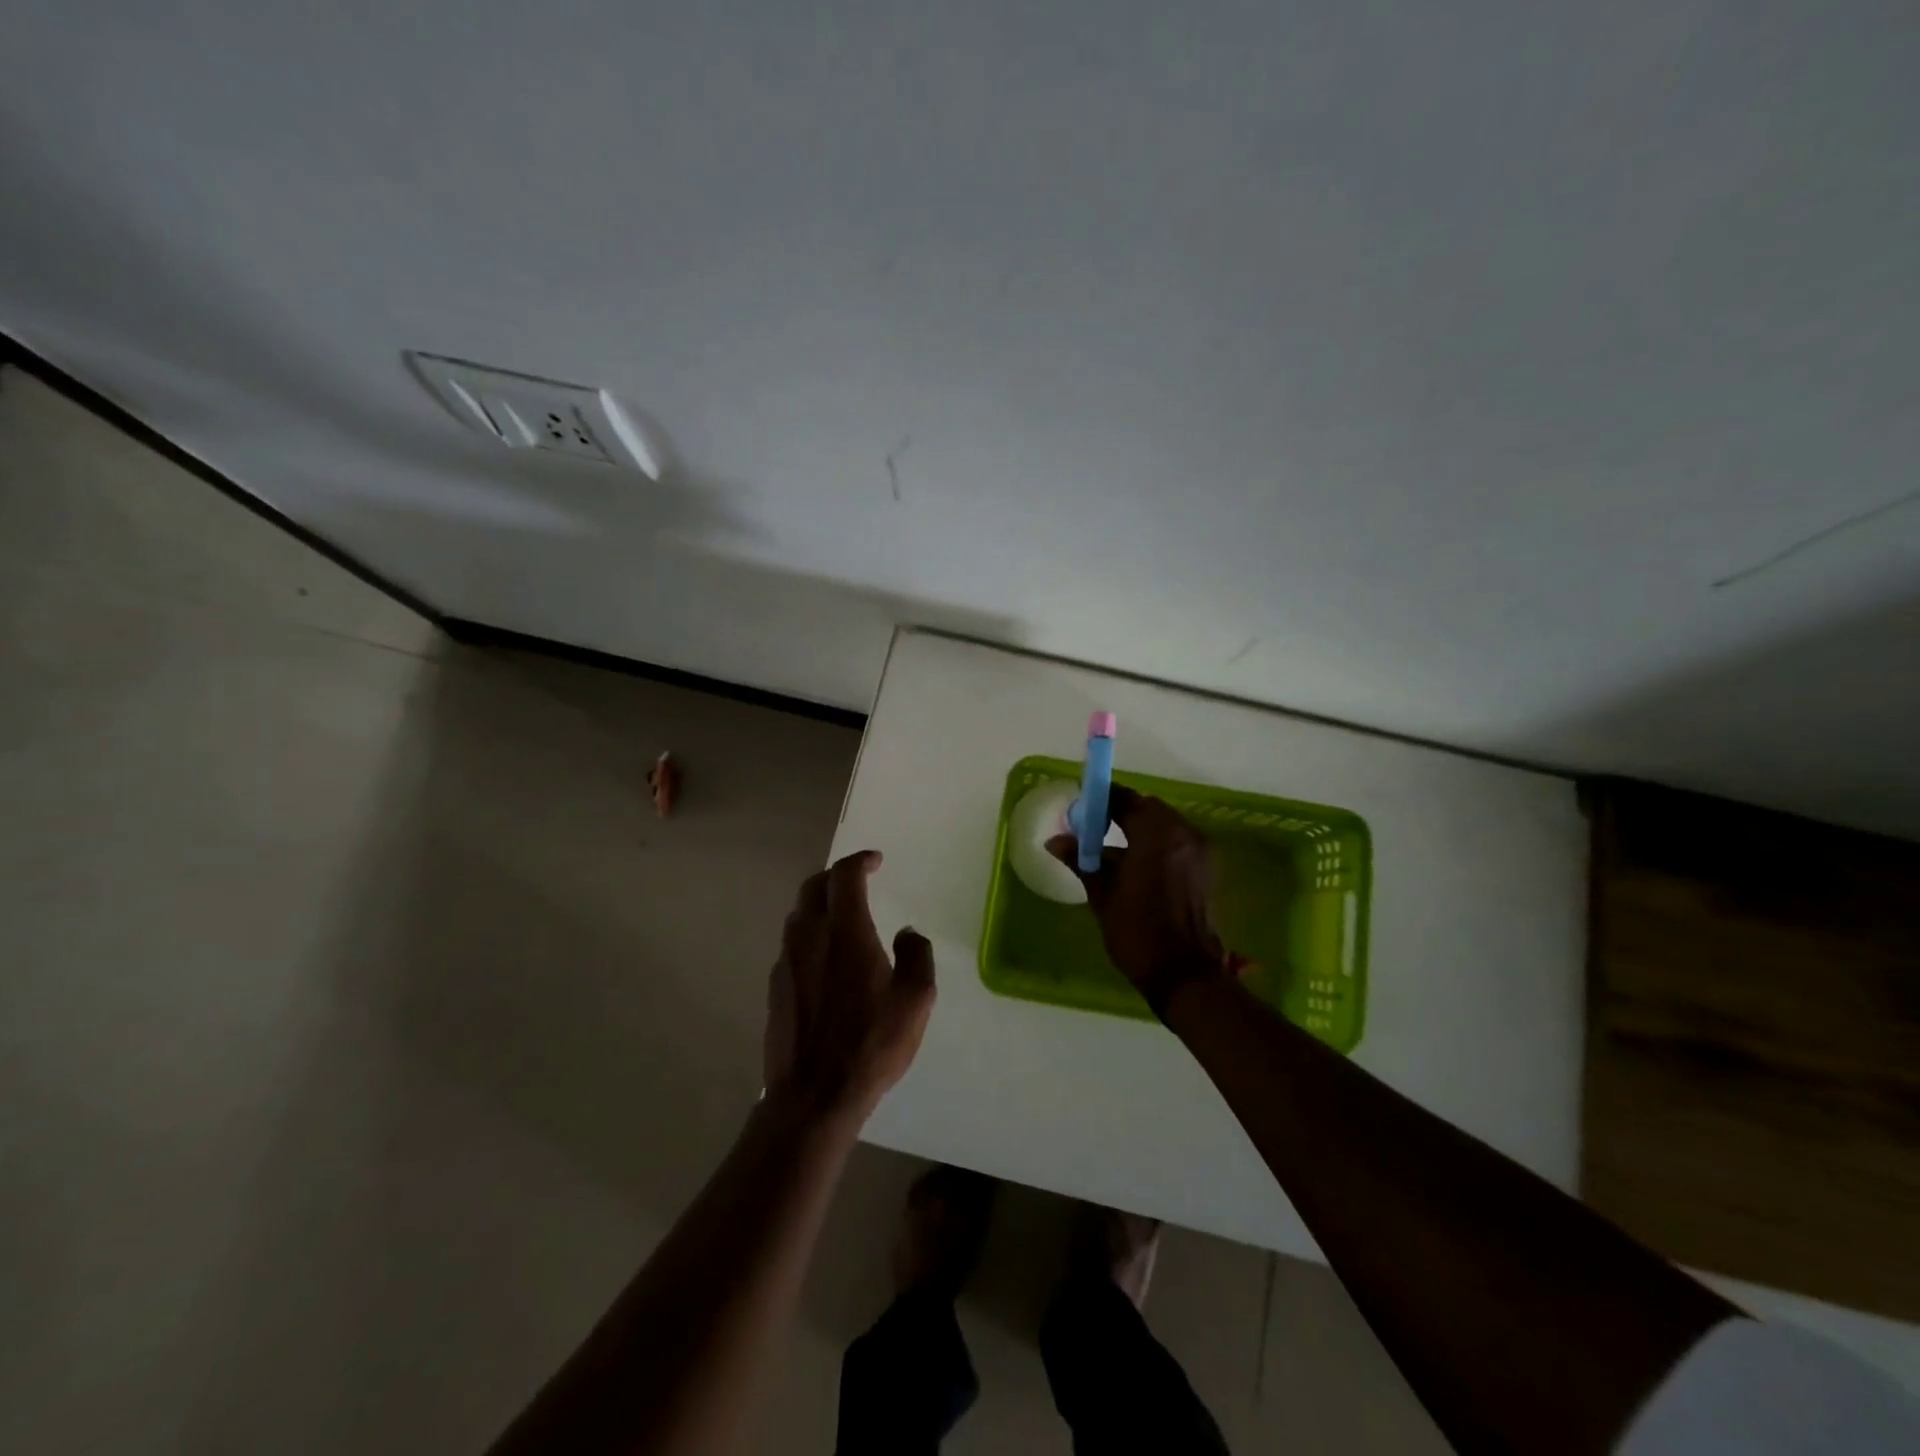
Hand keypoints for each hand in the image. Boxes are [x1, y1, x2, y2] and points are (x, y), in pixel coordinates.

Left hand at [763, 850, 935, 1120]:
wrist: (812, 1096)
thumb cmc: (869, 1045)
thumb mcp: (915, 1001)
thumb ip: (916, 956)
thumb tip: (907, 933)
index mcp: (845, 932)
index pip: (845, 876)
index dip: (860, 860)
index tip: (876, 861)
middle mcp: (809, 937)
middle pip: (813, 887)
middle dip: (836, 876)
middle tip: (857, 880)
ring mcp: (787, 962)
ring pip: (798, 914)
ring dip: (819, 903)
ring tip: (841, 915)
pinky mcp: (776, 987)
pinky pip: (792, 944)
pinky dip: (809, 933)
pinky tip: (824, 957)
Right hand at [1048, 787, 1237, 1015]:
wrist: (1184, 975)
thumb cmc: (1138, 934)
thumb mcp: (1102, 896)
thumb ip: (1082, 861)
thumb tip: (1055, 841)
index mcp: (1156, 835)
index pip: (1125, 800)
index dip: (1101, 801)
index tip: (1082, 810)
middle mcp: (1183, 834)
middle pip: (1147, 808)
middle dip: (1121, 813)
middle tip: (1094, 830)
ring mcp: (1199, 851)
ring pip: (1164, 824)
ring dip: (1139, 828)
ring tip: (1113, 851)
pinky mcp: (1207, 868)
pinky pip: (1177, 841)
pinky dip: (1156, 844)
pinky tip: (1136, 866)